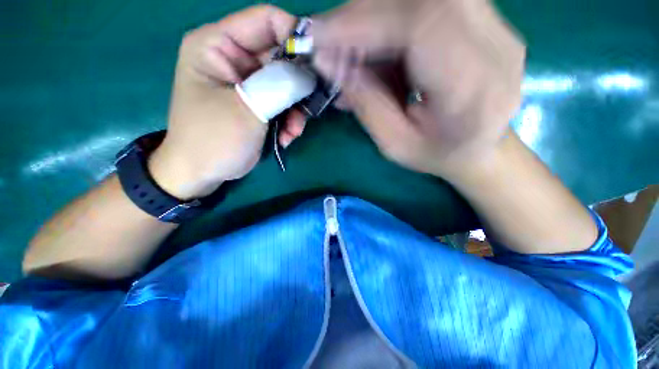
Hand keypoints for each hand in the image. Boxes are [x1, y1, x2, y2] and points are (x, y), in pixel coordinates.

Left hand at [149, 6, 306, 199]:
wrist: (202, 171)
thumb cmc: (213, 139)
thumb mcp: (246, 109)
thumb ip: (279, 86)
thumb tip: (309, 73)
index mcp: (218, 44)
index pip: (266, 20)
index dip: (295, 36)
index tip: (317, 65)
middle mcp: (235, 58)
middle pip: (281, 56)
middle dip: (299, 84)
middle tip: (307, 108)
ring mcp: (249, 82)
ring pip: (287, 84)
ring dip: (295, 109)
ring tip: (293, 131)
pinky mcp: (259, 102)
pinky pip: (284, 103)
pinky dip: (290, 120)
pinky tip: (286, 137)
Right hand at [311, 0, 525, 177]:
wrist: (481, 149)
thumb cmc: (437, 154)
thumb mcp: (394, 144)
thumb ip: (366, 104)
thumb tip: (328, 61)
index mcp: (473, 90)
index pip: (421, 25)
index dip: (364, 22)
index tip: (320, 36)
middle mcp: (495, 46)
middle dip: (364, 14)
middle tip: (330, 41)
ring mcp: (495, 27)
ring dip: (375, 17)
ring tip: (353, 52)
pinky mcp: (484, 20)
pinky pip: (428, 5)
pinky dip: (390, 21)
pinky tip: (378, 52)